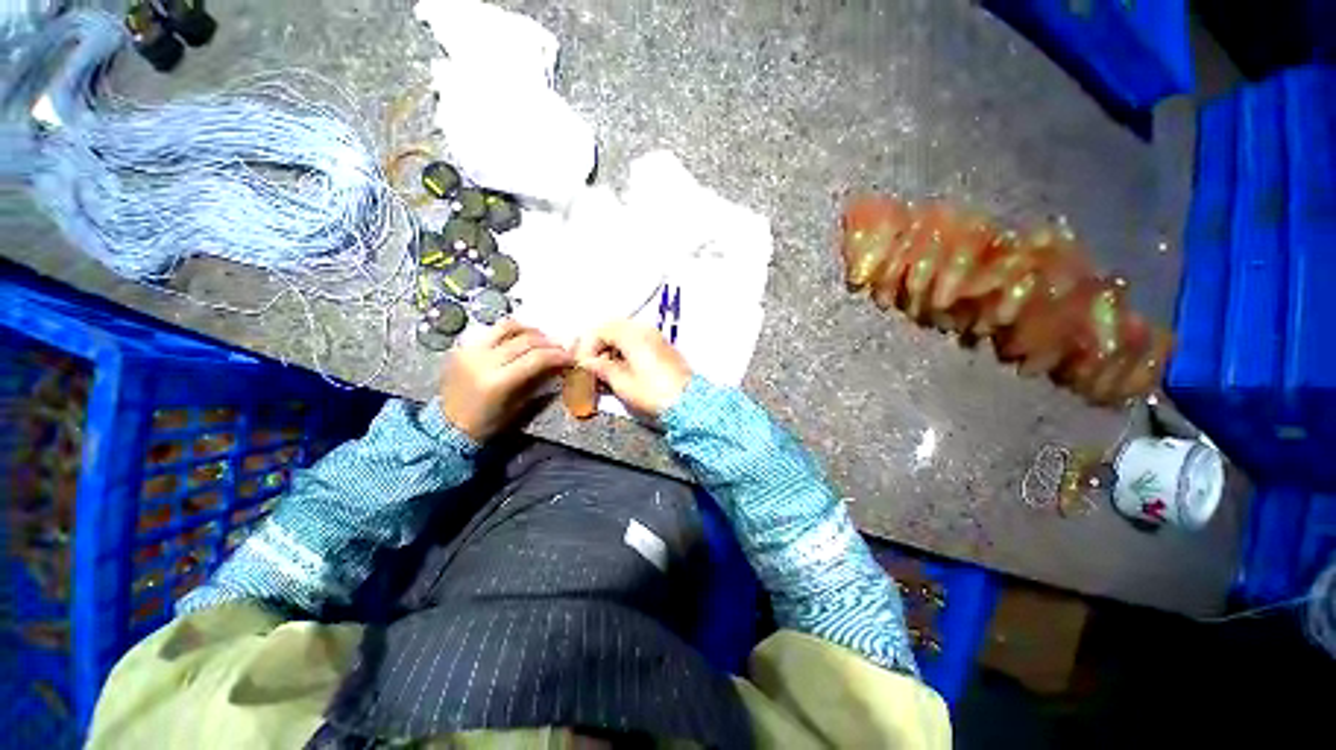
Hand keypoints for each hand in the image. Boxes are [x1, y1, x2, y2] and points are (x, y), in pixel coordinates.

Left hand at [439, 319, 571, 441]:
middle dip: (549, 343)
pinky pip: (491, 331)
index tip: (571, 358)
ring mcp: (470, 351)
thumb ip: (539, 383)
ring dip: (530, 330)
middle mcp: (483, 360)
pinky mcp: (462, 347)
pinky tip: (519, 340)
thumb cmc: (488, 424)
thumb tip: (559, 367)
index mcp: (498, 381)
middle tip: (560, 349)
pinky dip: (511, 332)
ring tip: (541, 339)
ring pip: (507, 327)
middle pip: (526, 340)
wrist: (447, 427)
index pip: (537, 358)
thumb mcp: (519, 408)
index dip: (558, 355)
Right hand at [574, 319, 691, 417]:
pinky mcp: (662, 348)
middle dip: (598, 346)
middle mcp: (644, 330)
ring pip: (625, 335)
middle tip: (591, 367)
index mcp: (632, 334)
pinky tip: (621, 370)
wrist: (687, 402)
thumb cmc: (653, 392)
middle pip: (612, 329)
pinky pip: (637, 342)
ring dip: (611, 349)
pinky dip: (625, 352)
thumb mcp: (622, 383)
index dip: (587, 347)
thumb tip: (587, 363)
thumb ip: (601, 369)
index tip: (582, 365)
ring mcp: (655, 337)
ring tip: (604, 372)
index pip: (600, 330)